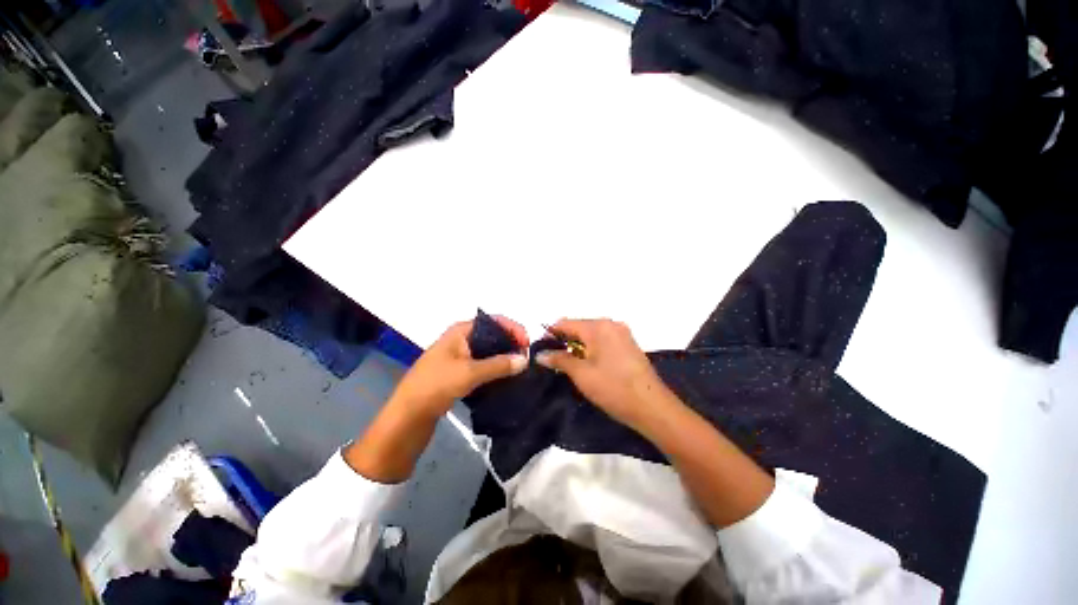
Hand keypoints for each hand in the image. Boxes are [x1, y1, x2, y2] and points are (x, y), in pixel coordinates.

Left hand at [389, 317, 528, 418]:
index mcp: (460, 331)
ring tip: (520, 367)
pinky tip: (506, 377)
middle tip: (526, 357)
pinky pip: (482, 365)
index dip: (512, 328)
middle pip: (491, 335)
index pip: (492, 321)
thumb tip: (525, 359)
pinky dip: (495, 369)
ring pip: (487, 351)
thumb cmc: (436, 385)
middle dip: (510, 342)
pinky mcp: (458, 373)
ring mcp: (458, 357)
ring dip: (503, 357)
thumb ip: (498, 365)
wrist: (408, 416)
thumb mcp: (469, 373)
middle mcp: (460, 340)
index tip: (527, 343)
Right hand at [535, 319, 676, 431]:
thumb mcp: (581, 374)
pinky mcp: (629, 344)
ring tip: (566, 361)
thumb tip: (540, 355)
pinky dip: (592, 348)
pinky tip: (587, 362)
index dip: (551, 333)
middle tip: (551, 357)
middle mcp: (611, 324)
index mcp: (598, 327)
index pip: (566, 323)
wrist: (652, 407)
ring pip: (592, 334)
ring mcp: (622, 334)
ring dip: (578, 345)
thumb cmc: (613, 388)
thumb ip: (560, 360)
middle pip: (580, 326)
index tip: (539, 346)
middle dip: (564, 339)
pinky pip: (604, 340)